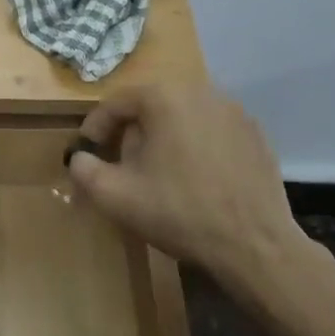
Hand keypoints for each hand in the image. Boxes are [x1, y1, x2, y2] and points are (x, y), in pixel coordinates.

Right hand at [68, 86, 334, 335]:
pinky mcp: (255, 133)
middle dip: (130, 133)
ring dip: (163, 137)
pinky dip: (195, 145)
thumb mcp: (116, 196)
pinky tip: (195, 178)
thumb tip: (79, 158)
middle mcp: (201, 91)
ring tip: (157, 173)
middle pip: (150, 105)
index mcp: (164, 97)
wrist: (255, 245)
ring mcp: (234, 111)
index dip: (94, 129)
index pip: (115, 103)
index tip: (87, 155)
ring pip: (182, 116)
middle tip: (121, 165)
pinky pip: (211, 130)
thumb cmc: (179, 213)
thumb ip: (85, 170)